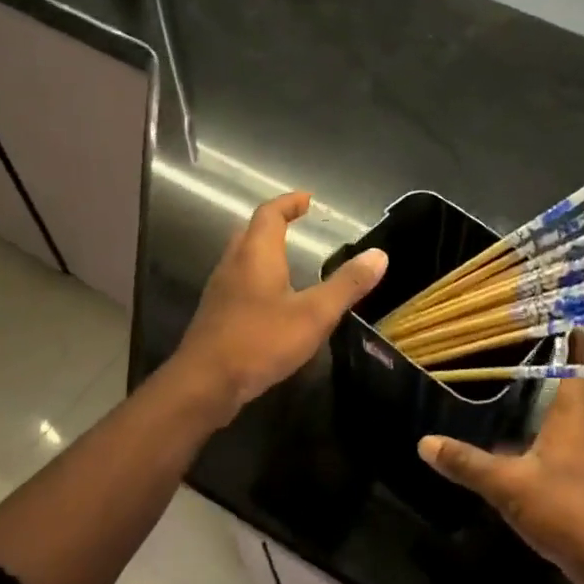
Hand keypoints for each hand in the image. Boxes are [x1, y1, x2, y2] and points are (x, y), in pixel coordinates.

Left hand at [173, 192, 387, 423]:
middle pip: (251, 232)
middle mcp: (233, 264)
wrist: (204, 384)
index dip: (289, 202)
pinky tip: (273, 300)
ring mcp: (220, 291)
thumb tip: (379, 255)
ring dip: (263, 250)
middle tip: (297, 223)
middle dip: (274, 223)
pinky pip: (239, 283)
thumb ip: (346, 284)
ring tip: (289, 258)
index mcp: (256, 254)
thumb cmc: (260, 341)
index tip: (307, 199)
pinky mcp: (217, 315)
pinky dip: (257, 277)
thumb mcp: (314, 314)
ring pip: (242, 258)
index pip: (270, 213)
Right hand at [418, 334, 583, 583]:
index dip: (574, 342)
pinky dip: (567, 432)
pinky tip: (542, 444)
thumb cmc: (566, 510)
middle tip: (550, 352)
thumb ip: (467, 463)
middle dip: (576, 369)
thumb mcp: (509, 485)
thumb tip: (424, 442)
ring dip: (573, 400)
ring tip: (543, 390)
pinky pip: (582, 443)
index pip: (579, 367)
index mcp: (575, 417)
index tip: (564, 319)